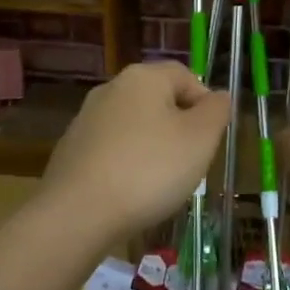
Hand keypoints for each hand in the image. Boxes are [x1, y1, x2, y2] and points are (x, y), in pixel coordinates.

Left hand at [43, 61, 229, 240]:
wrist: (77, 214)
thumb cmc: (149, 169)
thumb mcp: (200, 139)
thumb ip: (216, 111)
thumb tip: (218, 96)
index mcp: (143, 77)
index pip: (185, 75)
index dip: (205, 103)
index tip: (211, 138)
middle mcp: (111, 89)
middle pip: (158, 100)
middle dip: (179, 127)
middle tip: (191, 161)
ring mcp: (86, 119)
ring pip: (134, 126)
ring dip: (152, 147)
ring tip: (161, 182)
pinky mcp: (71, 150)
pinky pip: (111, 150)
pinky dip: (126, 164)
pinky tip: (131, 193)